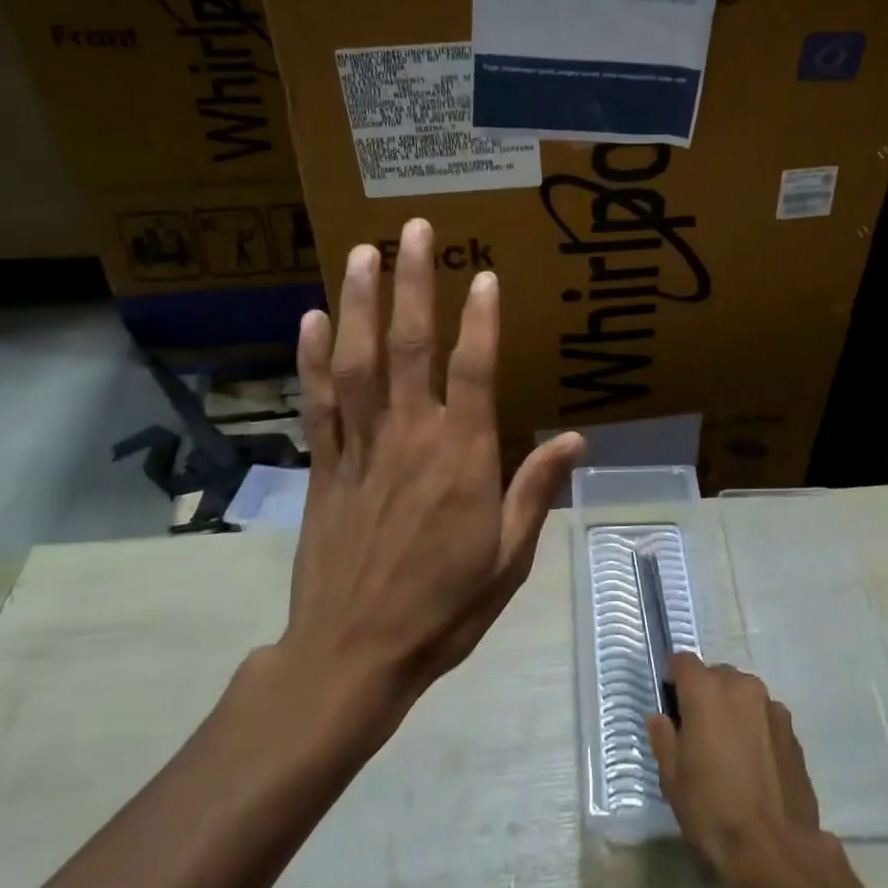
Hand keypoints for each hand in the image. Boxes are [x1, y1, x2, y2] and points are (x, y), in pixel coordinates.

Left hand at [282, 218, 584, 707]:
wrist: (352, 658)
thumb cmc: (443, 608)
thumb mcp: (508, 558)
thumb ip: (537, 491)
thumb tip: (577, 438)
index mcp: (461, 459)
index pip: (473, 371)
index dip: (481, 319)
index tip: (483, 273)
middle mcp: (409, 438)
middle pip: (409, 346)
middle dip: (412, 283)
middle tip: (411, 229)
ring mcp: (360, 448)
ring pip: (357, 361)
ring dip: (358, 303)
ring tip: (361, 252)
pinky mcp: (323, 466)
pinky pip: (318, 402)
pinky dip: (312, 358)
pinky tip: (311, 319)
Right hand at [648, 656, 826, 887]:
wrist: (777, 850)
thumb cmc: (714, 811)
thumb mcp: (672, 780)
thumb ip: (663, 738)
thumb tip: (661, 718)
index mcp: (705, 690)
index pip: (682, 661)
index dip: (674, 680)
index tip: (672, 707)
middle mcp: (739, 685)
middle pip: (714, 676)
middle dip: (704, 696)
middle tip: (700, 734)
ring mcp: (770, 704)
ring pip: (741, 694)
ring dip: (732, 710)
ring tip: (730, 752)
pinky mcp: (791, 728)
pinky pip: (763, 715)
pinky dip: (755, 727)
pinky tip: (755, 764)